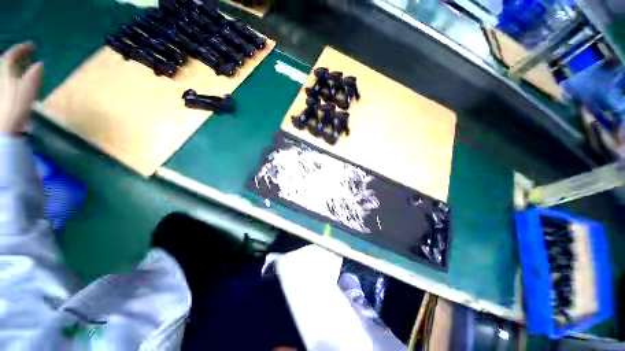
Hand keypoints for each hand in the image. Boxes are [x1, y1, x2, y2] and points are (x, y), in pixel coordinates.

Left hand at [0, 42, 42, 134]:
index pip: (13, 54)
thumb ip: (35, 74)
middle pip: (9, 61)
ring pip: (9, 70)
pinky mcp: (5, 95)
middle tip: (30, 54)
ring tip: (27, 65)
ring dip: (18, 66)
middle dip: (19, 56)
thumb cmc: (17, 104)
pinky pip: (10, 79)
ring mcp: (3, 86)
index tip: (32, 45)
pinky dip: (17, 76)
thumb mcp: (29, 87)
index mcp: (6, 70)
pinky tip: (22, 79)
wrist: (6, 124)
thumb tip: (40, 64)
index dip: (23, 48)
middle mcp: (2, 75)